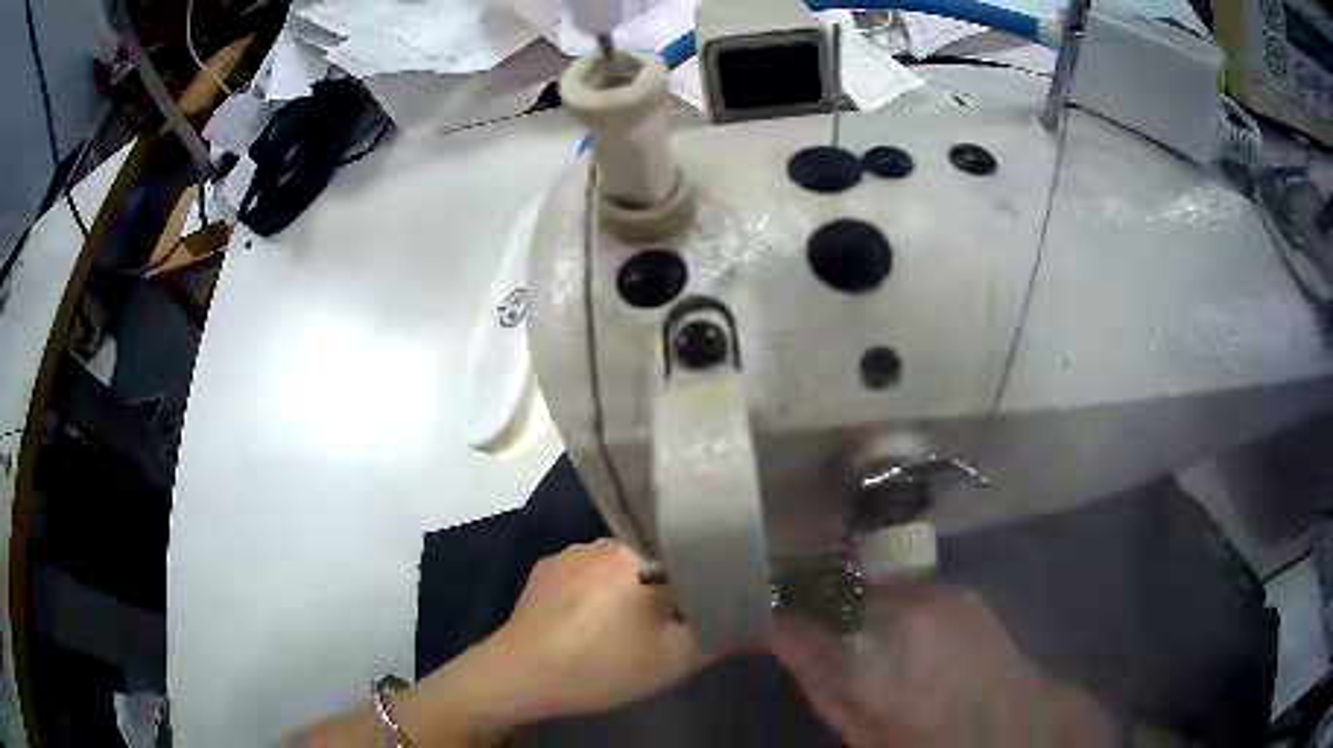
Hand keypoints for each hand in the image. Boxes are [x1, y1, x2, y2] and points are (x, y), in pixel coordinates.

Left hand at [485, 538, 710, 718]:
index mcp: (645, 556)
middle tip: (669, 622)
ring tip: (625, 625)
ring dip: (632, 586)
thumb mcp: (675, 661)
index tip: (714, 602)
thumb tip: (753, 613)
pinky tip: (590, 621)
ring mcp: (573, 550)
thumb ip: (722, 632)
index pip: (696, 552)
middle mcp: (609, 541)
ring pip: (623, 562)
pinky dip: (599, 588)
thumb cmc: (601, 667)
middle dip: (671, 586)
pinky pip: (589, 569)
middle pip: (659, 556)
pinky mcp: (547, 565)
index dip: (711, 577)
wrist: (519, 675)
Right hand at [771, 584, 1120, 746]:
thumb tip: (781, 636)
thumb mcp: (861, 732)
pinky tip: (906, 632)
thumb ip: (818, 680)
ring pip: (872, 585)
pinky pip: (907, 587)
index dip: (775, 615)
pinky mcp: (958, 587)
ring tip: (866, 635)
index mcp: (869, 662)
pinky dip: (894, 604)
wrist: (1011, 723)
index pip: (797, 622)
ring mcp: (934, 592)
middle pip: (835, 592)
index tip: (760, 614)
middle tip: (814, 629)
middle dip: (819, 606)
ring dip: (859, 604)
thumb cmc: (927, 741)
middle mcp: (900, 613)